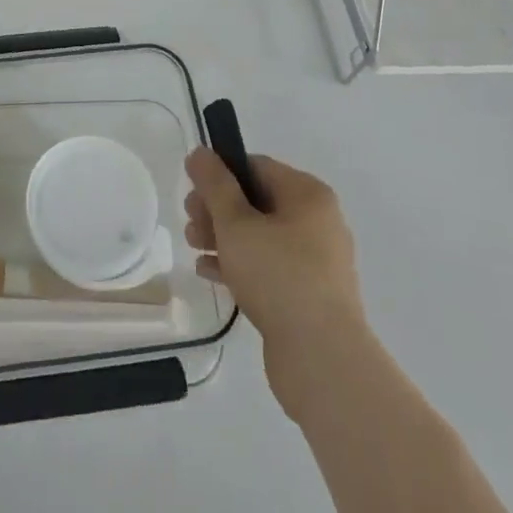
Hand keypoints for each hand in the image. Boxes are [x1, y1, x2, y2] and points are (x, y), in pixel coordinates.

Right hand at [184, 149, 368, 417]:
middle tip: (189, 223)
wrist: (323, 360)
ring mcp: (317, 262)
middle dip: (218, 210)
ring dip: (224, 238)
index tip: (192, 192)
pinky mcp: (310, 296)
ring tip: (194, 248)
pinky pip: (270, 267)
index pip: (257, 167)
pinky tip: (210, 273)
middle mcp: (319, 222)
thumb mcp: (236, 223)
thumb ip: (214, 185)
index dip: (220, 175)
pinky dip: (241, 265)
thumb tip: (201, 153)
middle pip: (257, 202)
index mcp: (308, 195)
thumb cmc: (278, 276)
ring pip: (261, 237)